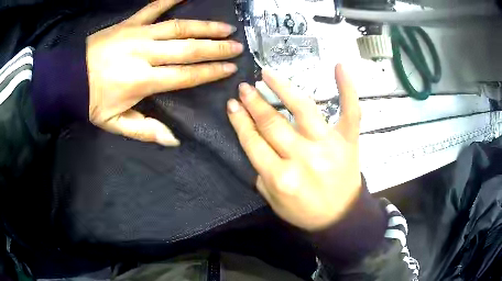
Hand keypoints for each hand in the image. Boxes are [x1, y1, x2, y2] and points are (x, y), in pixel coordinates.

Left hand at [86, 0, 242, 145]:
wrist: (68, 79)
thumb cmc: (91, 103)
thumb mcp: (115, 124)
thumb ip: (144, 131)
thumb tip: (173, 140)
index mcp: (142, 81)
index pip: (185, 75)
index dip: (210, 72)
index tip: (230, 68)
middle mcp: (145, 54)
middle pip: (187, 49)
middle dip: (215, 48)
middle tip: (237, 46)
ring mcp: (138, 35)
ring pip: (178, 27)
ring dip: (204, 27)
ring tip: (225, 27)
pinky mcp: (129, 23)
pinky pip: (153, 7)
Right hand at [227, 65, 361, 230]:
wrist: (341, 217)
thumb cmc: (305, 212)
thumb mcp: (273, 202)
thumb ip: (262, 174)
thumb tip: (258, 144)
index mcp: (281, 177)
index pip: (253, 142)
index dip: (240, 121)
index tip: (232, 105)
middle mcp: (303, 158)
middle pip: (272, 123)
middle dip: (254, 103)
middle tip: (243, 88)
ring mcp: (329, 145)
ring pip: (303, 108)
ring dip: (282, 88)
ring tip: (267, 74)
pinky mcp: (349, 140)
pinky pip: (351, 111)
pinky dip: (347, 88)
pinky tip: (339, 66)